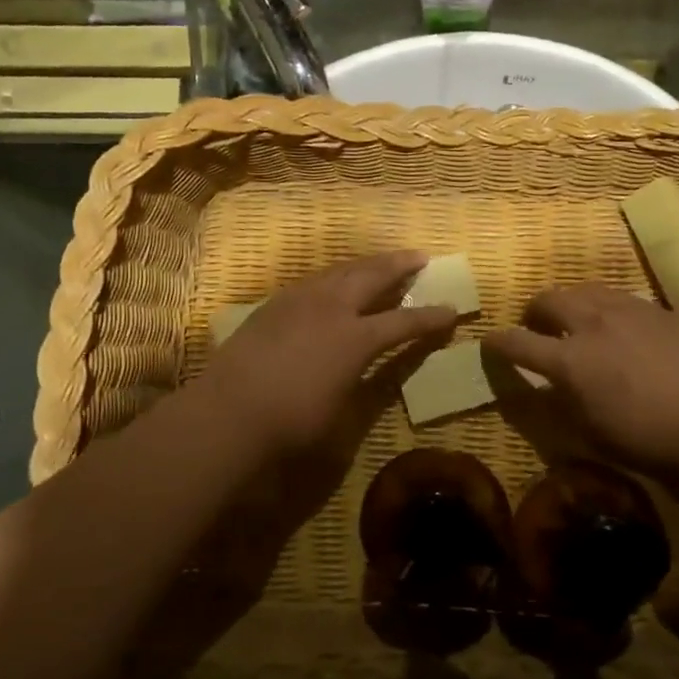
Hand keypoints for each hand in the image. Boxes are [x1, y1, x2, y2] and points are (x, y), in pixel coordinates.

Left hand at [193, 250, 455, 469]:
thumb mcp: (341, 410)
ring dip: (366, 264)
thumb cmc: (291, 422)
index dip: (430, 318)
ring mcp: (299, 301)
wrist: (227, 411)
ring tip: (381, 260)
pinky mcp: (274, 305)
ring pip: (340, 270)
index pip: (404, 322)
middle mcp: (331, 309)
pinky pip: (314, 280)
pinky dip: (335, 276)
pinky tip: (334, 280)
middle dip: (400, 265)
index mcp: (355, 338)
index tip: (452, 311)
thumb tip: (373, 366)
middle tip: (420, 255)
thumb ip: (364, 381)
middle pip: (373, 276)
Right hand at [485, 284, 678, 477]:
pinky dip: (604, 307)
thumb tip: (545, 384)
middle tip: (536, 327)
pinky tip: (617, 326)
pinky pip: (618, 297)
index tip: (490, 342)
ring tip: (575, 320)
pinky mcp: (657, 310)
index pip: (517, 342)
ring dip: (570, 303)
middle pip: (548, 299)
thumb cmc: (645, 439)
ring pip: (584, 290)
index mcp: (569, 360)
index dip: (498, 342)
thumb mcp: (589, 430)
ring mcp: (627, 311)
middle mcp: (592, 324)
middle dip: (533, 311)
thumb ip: (560, 400)